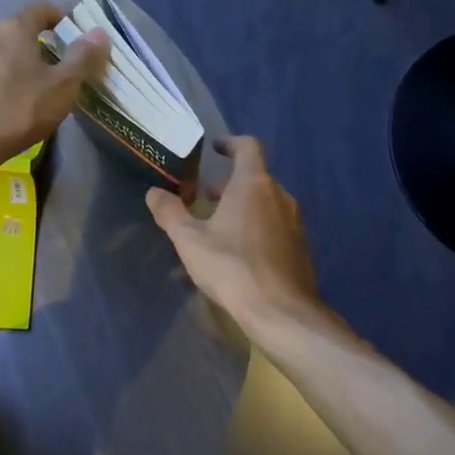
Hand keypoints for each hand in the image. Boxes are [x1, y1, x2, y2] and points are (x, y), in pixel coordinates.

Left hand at [0, 1, 108, 172]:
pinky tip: (24, 107)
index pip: (42, 8)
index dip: (63, 18)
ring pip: (12, 56)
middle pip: (26, 32)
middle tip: (70, 70)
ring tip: (50, 92)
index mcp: (15, 28)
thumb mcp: (62, 84)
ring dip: (32, 67)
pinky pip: (0, 75)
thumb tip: (100, 32)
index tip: (79, 39)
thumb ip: (82, 56)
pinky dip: (16, 83)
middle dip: (50, 47)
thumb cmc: (20, 108)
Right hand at [146, 136, 319, 334]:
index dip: (231, 143)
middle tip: (206, 194)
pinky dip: (258, 225)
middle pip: (256, 176)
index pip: (248, 147)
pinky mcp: (300, 246)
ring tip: (219, 223)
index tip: (215, 148)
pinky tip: (241, 250)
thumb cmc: (232, 267)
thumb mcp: (189, 240)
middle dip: (230, 182)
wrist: (280, 311)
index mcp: (254, 184)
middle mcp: (280, 195)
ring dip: (244, 205)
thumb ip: (170, 212)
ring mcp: (295, 222)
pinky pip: (276, 224)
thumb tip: (154, 193)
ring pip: (267, 202)